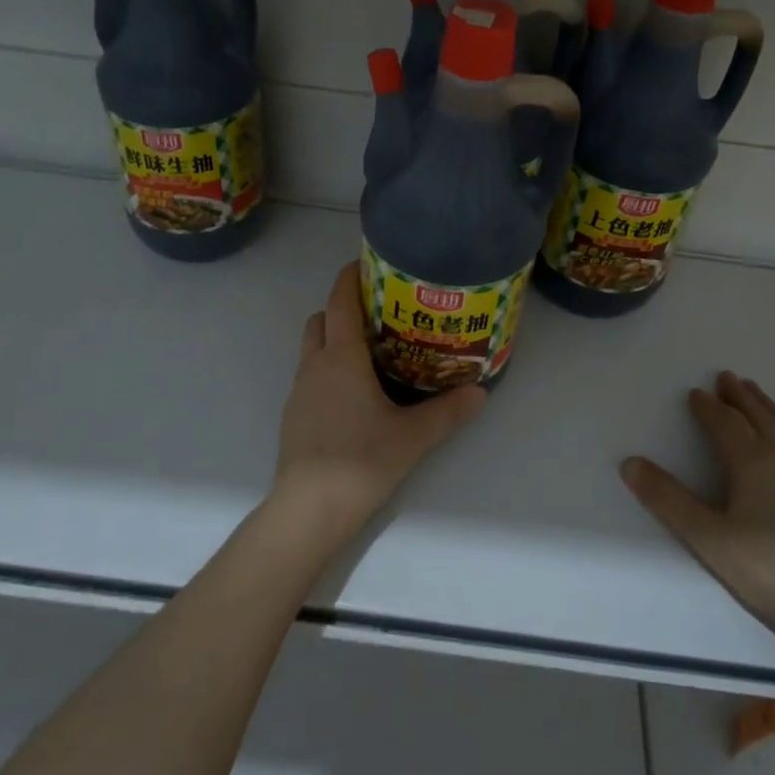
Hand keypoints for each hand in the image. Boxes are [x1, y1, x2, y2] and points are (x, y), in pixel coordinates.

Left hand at [271, 262, 486, 545]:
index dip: (349, 278)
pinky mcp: (294, 415)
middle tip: (377, 315)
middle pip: (320, 320)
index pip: (340, 302)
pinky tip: (353, 395)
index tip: (367, 265)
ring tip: (369, 353)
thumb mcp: (413, 436)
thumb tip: (480, 392)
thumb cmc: (361, 461)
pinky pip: (310, 376)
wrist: (308, 509)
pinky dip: (327, 369)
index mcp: (341, 358)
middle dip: (342, 309)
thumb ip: (448, 412)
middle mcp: (314, 366)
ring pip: (312, 349)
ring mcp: (298, 391)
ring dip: (333, 340)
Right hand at [620, 371, 774, 660]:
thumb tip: (630, 463)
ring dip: (767, 406)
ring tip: (755, 392)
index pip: (725, 423)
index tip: (694, 393)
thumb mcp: (705, 536)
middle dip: (739, 396)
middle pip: (759, 416)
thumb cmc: (764, 570)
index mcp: (752, 463)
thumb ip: (666, 498)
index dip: (707, 406)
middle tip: (726, 377)